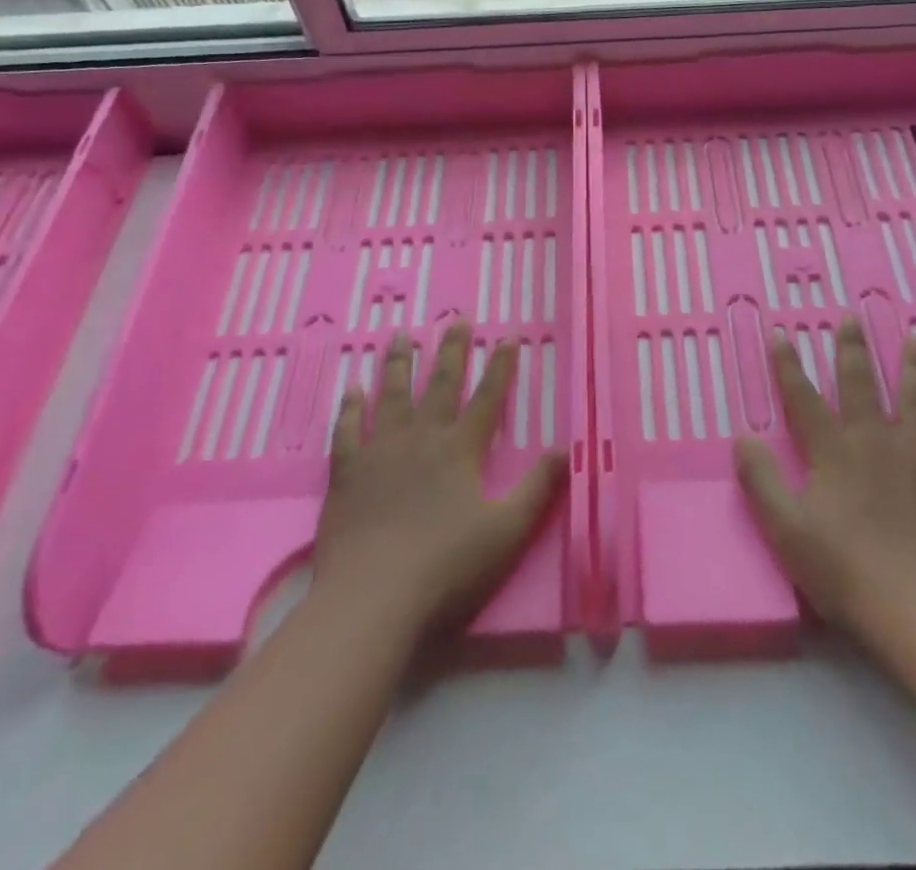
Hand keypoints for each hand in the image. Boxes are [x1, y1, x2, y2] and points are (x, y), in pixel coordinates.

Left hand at [313, 322, 566, 638]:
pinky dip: (350, 408)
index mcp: (460, 450)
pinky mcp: (347, 473)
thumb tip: (568, 449)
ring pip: (391, 396)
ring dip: (398, 364)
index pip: (487, 398)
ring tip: (400, 335)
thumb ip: (539, 488)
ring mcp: (381, 452)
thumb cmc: (447, 567)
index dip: (500, 368)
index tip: (507, 337)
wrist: (372, 598)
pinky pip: (348, 431)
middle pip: (440, 385)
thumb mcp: (508, 531)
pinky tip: (352, 389)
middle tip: (456, 319)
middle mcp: (422, 439)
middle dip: (451, 351)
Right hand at [734, 316, 915, 634]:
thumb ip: (761, 481)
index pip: (803, 398)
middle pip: (862, 384)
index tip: (781, 332)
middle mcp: (875, 440)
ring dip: (913, 365)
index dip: (788, 365)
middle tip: (852, 315)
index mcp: (833, 452)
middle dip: (853, 349)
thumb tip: (742, 437)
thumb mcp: (786, 530)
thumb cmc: (848, 571)